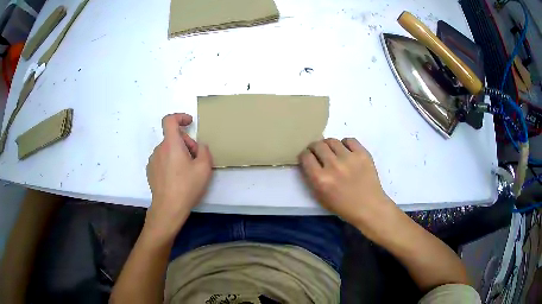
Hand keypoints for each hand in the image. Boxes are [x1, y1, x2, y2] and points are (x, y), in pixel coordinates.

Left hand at [145, 113, 212, 240]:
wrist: (168, 208)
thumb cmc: (187, 186)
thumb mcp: (204, 168)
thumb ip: (204, 150)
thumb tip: (199, 146)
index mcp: (171, 144)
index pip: (170, 120)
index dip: (180, 117)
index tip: (189, 123)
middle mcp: (159, 149)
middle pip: (172, 137)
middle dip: (186, 143)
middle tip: (196, 158)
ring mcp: (153, 160)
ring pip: (168, 149)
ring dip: (178, 153)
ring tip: (187, 171)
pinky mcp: (150, 171)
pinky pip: (162, 159)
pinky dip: (170, 162)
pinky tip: (177, 178)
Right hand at [299, 138, 396, 232]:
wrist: (369, 207)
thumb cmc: (343, 206)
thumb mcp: (320, 197)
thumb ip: (312, 178)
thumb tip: (309, 162)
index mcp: (320, 179)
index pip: (306, 156)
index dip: (305, 155)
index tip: (308, 157)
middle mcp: (333, 165)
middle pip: (317, 145)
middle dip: (315, 148)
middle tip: (318, 152)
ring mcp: (349, 158)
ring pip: (332, 141)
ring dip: (329, 145)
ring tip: (333, 151)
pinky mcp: (362, 154)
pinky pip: (349, 140)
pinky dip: (345, 144)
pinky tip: (346, 151)